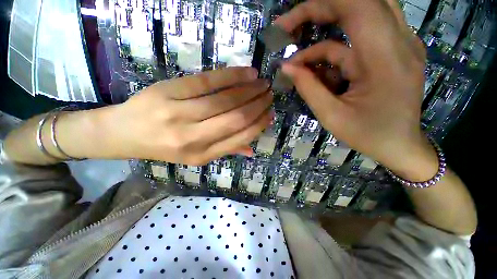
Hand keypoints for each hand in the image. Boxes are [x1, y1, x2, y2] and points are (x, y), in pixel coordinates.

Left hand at [103, 67, 271, 164]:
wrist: (124, 133)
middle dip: (257, 104)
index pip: (239, 137)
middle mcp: (192, 138)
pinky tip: (246, 72)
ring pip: (224, 99)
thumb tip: (252, 149)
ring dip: (248, 89)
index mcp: (201, 155)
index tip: (270, 113)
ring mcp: (178, 114)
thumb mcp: (197, 156)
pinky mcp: (168, 91)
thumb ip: (226, 151)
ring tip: (262, 83)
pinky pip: (207, 81)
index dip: (259, 124)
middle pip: (235, 117)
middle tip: (269, 94)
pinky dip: (230, 75)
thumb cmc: (165, 147)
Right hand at [277, 0, 436, 179]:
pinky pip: (356, 40)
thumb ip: (308, 88)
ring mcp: (399, 44)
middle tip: (288, 33)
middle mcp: (399, 40)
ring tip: (300, 63)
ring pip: (357, 16)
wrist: (401, 146)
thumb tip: (286, 67)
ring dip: (323, 35)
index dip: (316, 6)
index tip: (286, 25)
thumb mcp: (332, 116)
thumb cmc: (369, 136)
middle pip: (356, 3)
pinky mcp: (392, 51)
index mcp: (386, 57)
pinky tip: (318, 74)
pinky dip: (332, 53)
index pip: (355, 4)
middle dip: (316, 13)